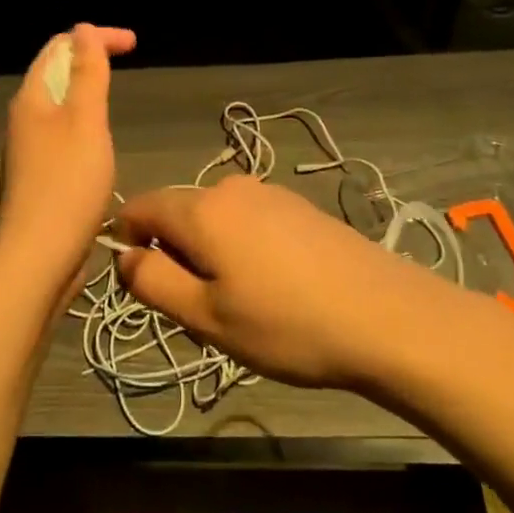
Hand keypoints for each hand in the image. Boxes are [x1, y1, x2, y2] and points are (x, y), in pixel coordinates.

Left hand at [0, 23, 136, 290]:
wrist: (40, 257)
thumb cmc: (67, 184)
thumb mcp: (85, 121)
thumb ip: (87, 74)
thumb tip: (82, 29)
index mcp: (32, 99)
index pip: (60, 47)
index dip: (95, 37)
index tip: (134, 44)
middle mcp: (24, 119)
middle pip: (55, 72)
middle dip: (90, 59)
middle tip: (127, 61)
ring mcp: (29, 149)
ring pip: (59, 105)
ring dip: (86, 91)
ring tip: (114, 95)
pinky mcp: (39, 176)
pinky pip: (62, 134)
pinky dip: (84, 123)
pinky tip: (100, 141)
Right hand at [115, 176, 447, 389]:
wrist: (389, 318)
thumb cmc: (287, 324)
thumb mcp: (206, 317)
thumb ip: (152, 282)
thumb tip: (124, 255)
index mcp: (201, 209)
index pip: (138, 206)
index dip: (127, 242)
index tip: (148, 287)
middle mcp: (231, 188)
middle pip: (178, 214)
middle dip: (174, 256)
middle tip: (203, 312)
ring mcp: (270, 194)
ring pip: (214, 221)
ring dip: (210, 257)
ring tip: (244, 307)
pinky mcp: (299, 208)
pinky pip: (248, 223)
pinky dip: (243, 251)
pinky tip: (277, 290)